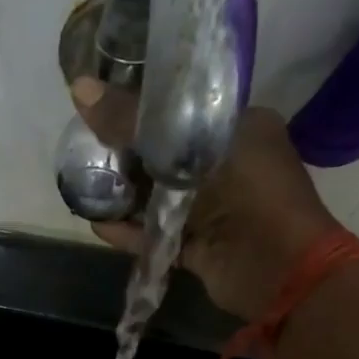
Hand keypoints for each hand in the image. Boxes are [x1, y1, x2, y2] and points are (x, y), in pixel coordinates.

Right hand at [70, 78, 343, 321]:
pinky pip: (157, 234)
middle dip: (125, 155)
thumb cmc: (246, 192)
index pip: (182, 108)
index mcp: (237, 126)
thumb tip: (80, 89)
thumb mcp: (188, 147)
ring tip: (83, 187)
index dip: (142, 108)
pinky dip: (129, 231)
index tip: (104, 108)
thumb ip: (134, 123)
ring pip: (158, 197)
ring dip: (123, 196)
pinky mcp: (198, 246)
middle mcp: (225, 164)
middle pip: (164, 154)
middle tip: (85, 149)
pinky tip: (98, 224)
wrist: (278, 269)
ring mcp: (211, 209)